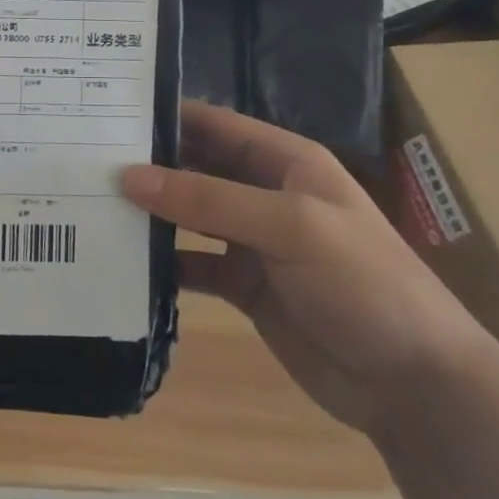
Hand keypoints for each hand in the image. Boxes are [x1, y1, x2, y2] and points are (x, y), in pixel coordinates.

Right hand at [121, 101, 498, 431]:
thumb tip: (128, 176)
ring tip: (90, 205)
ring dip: (150, 213)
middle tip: (83, 161)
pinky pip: (192, 265)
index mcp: (286, 163)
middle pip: (196, 168)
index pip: (214, 125)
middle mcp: (265, 194)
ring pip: (188, 216)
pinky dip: (162, 264)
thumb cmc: (363, 284)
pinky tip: (124, 262)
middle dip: (148, 164)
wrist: (415, 384)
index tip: (106, 114)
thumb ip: (207, 200)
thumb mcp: (289, 227)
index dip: (165, 116)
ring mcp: (254, 242)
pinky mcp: (245, 287)